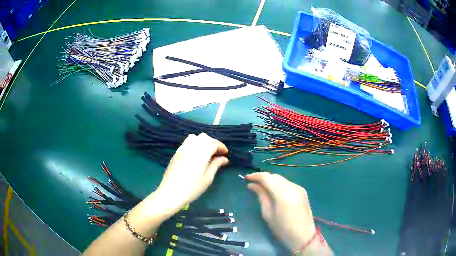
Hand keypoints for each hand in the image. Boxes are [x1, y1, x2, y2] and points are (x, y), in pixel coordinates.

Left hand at [155, 133, 228, 212]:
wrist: (171, 192)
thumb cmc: (192, 188)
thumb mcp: (207, 178)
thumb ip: (216, 165)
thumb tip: (224, 158)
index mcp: (201, 154)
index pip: (214, 144)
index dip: (221, 147)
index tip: (226, 153)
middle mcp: (192, 148)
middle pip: (205, 137)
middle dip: (213, 142)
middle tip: (218, 152)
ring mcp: (182, 149)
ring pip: (195, 137)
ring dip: (203, 141)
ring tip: (207, 151)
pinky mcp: (177, 153)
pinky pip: (187, 142)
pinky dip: (195, 143)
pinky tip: (196, 153)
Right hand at [246, 172, 316, 252]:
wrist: (303, 236)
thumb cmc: (283, 229)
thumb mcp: (268, 214)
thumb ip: (261, 197)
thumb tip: (252, 185)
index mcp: (283, 193)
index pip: (267, 177)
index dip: (256, 176)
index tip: (246, 179)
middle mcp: (292, 186)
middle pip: (275, 176)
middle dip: (264, 178)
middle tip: (253, 185)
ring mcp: (299, 188)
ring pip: (282, 179)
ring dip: (271, 182)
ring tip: (262, 190)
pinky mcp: (303, 192)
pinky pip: (288, 184)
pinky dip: (279, 185)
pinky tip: (275, 193)